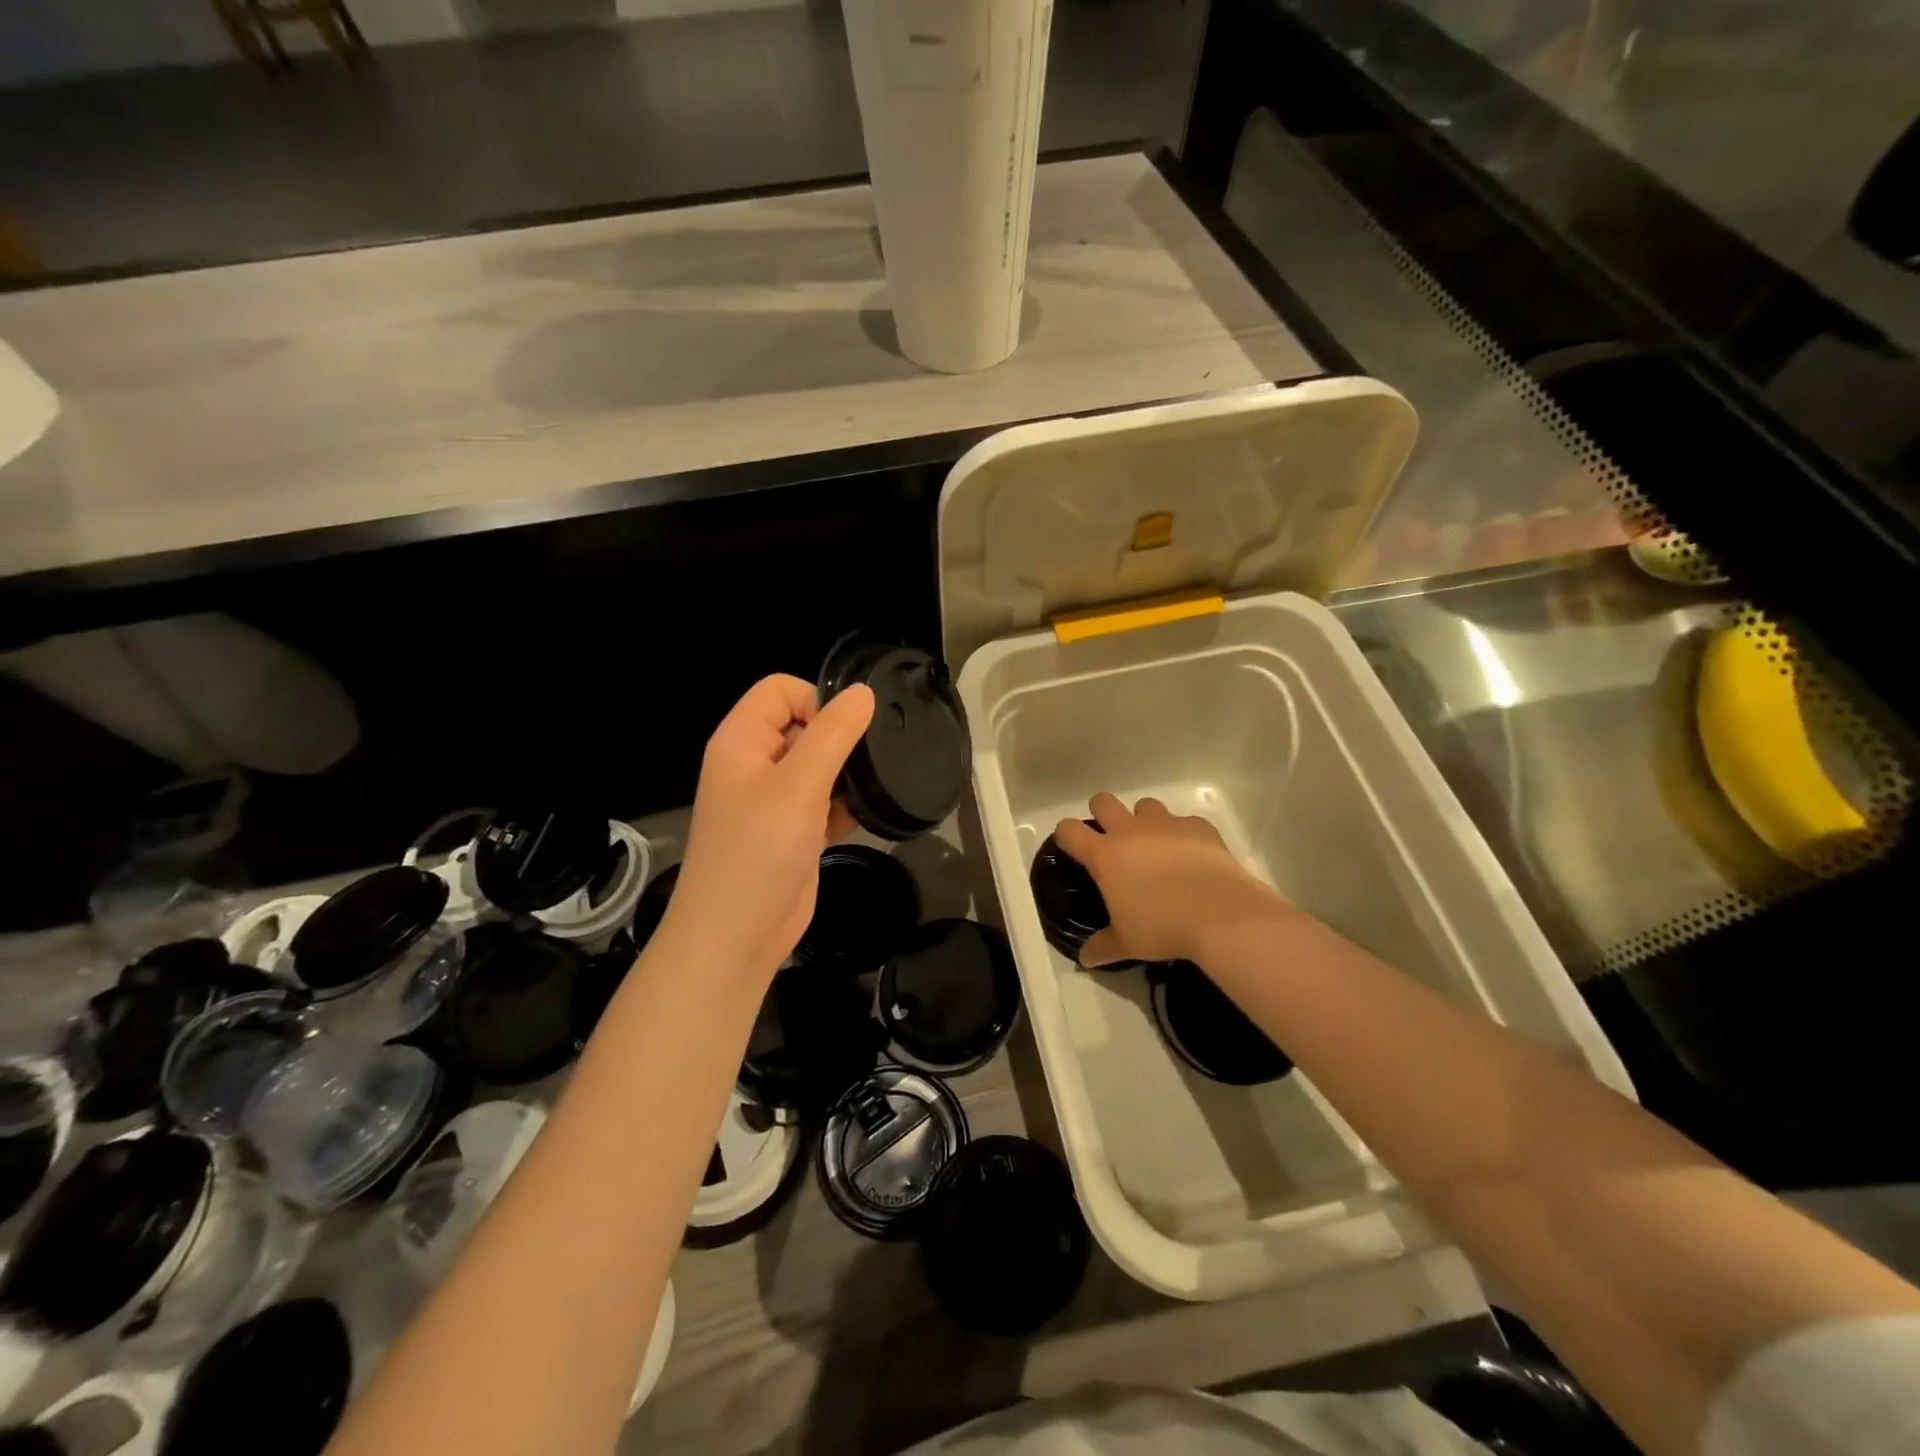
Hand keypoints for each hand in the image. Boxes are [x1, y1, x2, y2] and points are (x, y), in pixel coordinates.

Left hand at [664, 674, 874, 982]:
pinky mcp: (793, 831)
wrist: (735, 938)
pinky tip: (862, 818)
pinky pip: (824, 800)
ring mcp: (773, 800)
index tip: (846, 734)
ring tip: (870, 788)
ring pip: (818, 764)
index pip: (781, 690)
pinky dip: (844, 804)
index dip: (815, 700)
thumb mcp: (798, 786)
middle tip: (868, 762)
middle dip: (838, 738)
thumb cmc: (759, 853)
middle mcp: (755, 764)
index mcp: (742, 741)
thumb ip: (833, 735)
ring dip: (846, 773)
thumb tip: (863, 691)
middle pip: (802, 724)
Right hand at [1055, 793, 1292, 966]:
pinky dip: (1184, 834)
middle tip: (1112, 839)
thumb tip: (1085, 958)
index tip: (1072, 847)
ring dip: (1145, 820)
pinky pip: (1185, 821)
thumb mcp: (1127, 943)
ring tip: (1155, 846)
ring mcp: (1166, 825)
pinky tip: (1193, 856)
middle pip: (1103, 801)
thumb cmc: (1162, 928)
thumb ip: (1103, 946)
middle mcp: (1131, 831)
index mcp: (1105, 855)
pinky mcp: (1199, 827)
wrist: (1220, 915)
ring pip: (1145, 805)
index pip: (1069, 830)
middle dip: (1102, 813)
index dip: (1066, 835)